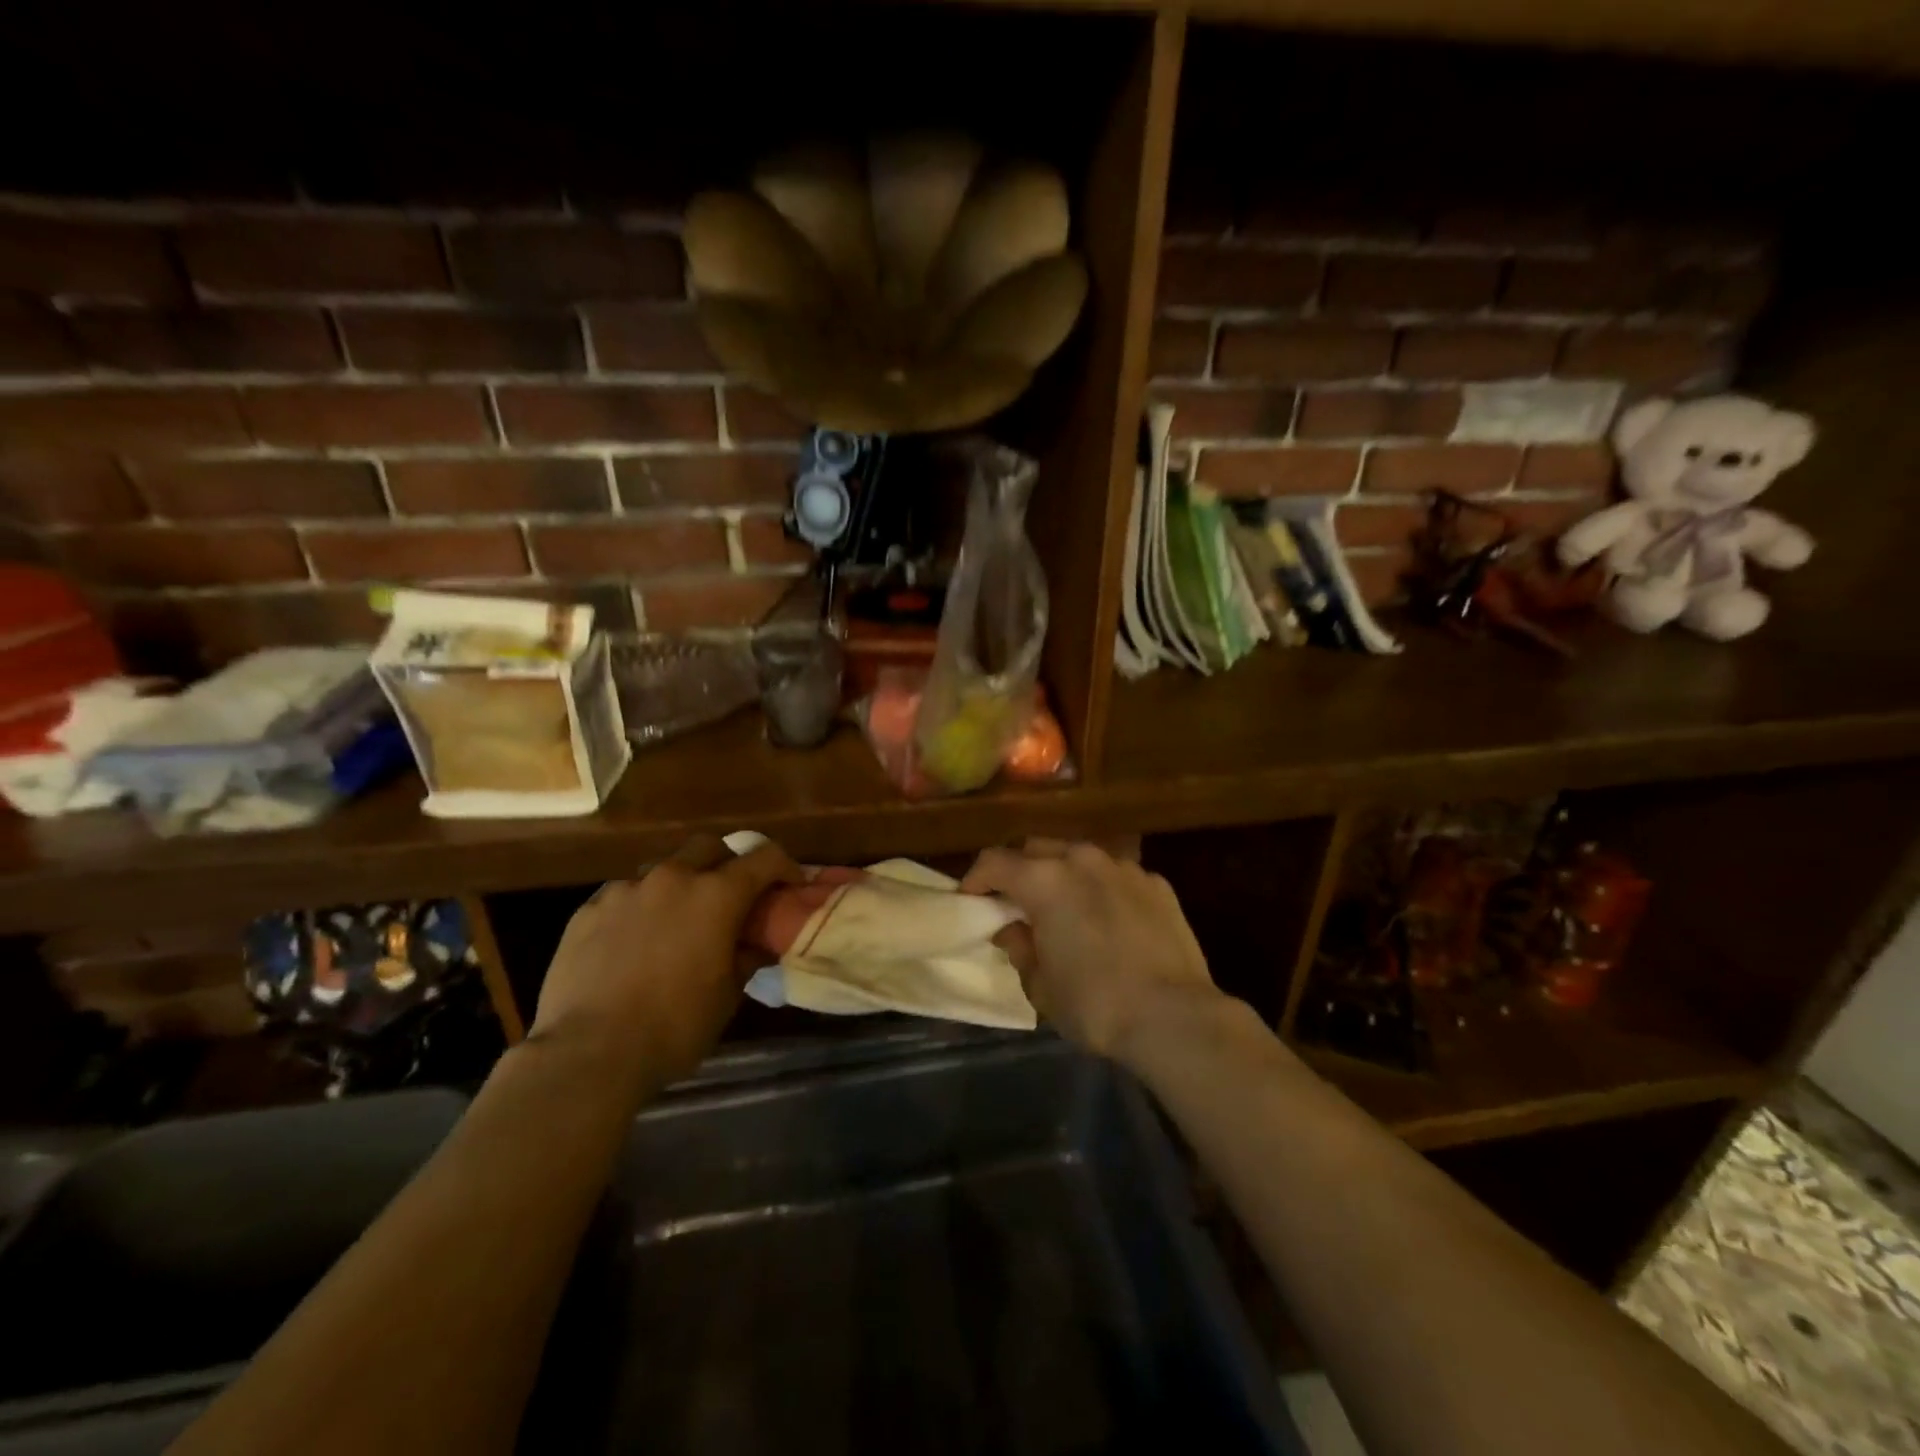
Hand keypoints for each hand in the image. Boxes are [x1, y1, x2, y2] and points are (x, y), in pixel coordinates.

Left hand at [529, 834, 800, 1088]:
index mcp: (716, 895)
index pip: (763, 858)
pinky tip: (633, 942)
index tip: (790, 885)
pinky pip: (623, 895)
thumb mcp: (728, 996)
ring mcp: (625, 890)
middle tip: (730, 896)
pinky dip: (639, 908)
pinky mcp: (587, 909)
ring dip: (678, 885)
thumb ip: (747, 957)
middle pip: (708, 847)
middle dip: (726, 863)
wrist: (588, 1053)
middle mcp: (672, 878)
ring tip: (675, 921)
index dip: (784, 867)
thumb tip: (756, 943)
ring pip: (662, 868)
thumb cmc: (674, 1026)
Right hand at [961, 840, 1221, 1063]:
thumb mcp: (1041, 986)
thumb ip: (1020, 948)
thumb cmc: (1095, 1004)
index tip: (970, 900)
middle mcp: (1082, 859)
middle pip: (1036, 849)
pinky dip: (1102, 889)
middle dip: (1020, 871)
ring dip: (1063, 875)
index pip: (994, 862)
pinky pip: (1116, 876)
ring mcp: (1124, 867)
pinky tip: (1110, 920)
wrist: (1174, 1016)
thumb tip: (1013, 930)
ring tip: (1065, 908)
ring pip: (1079, 857)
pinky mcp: (1156, 883)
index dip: (976, 879)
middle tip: (1016, 903)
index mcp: (1044, 880)